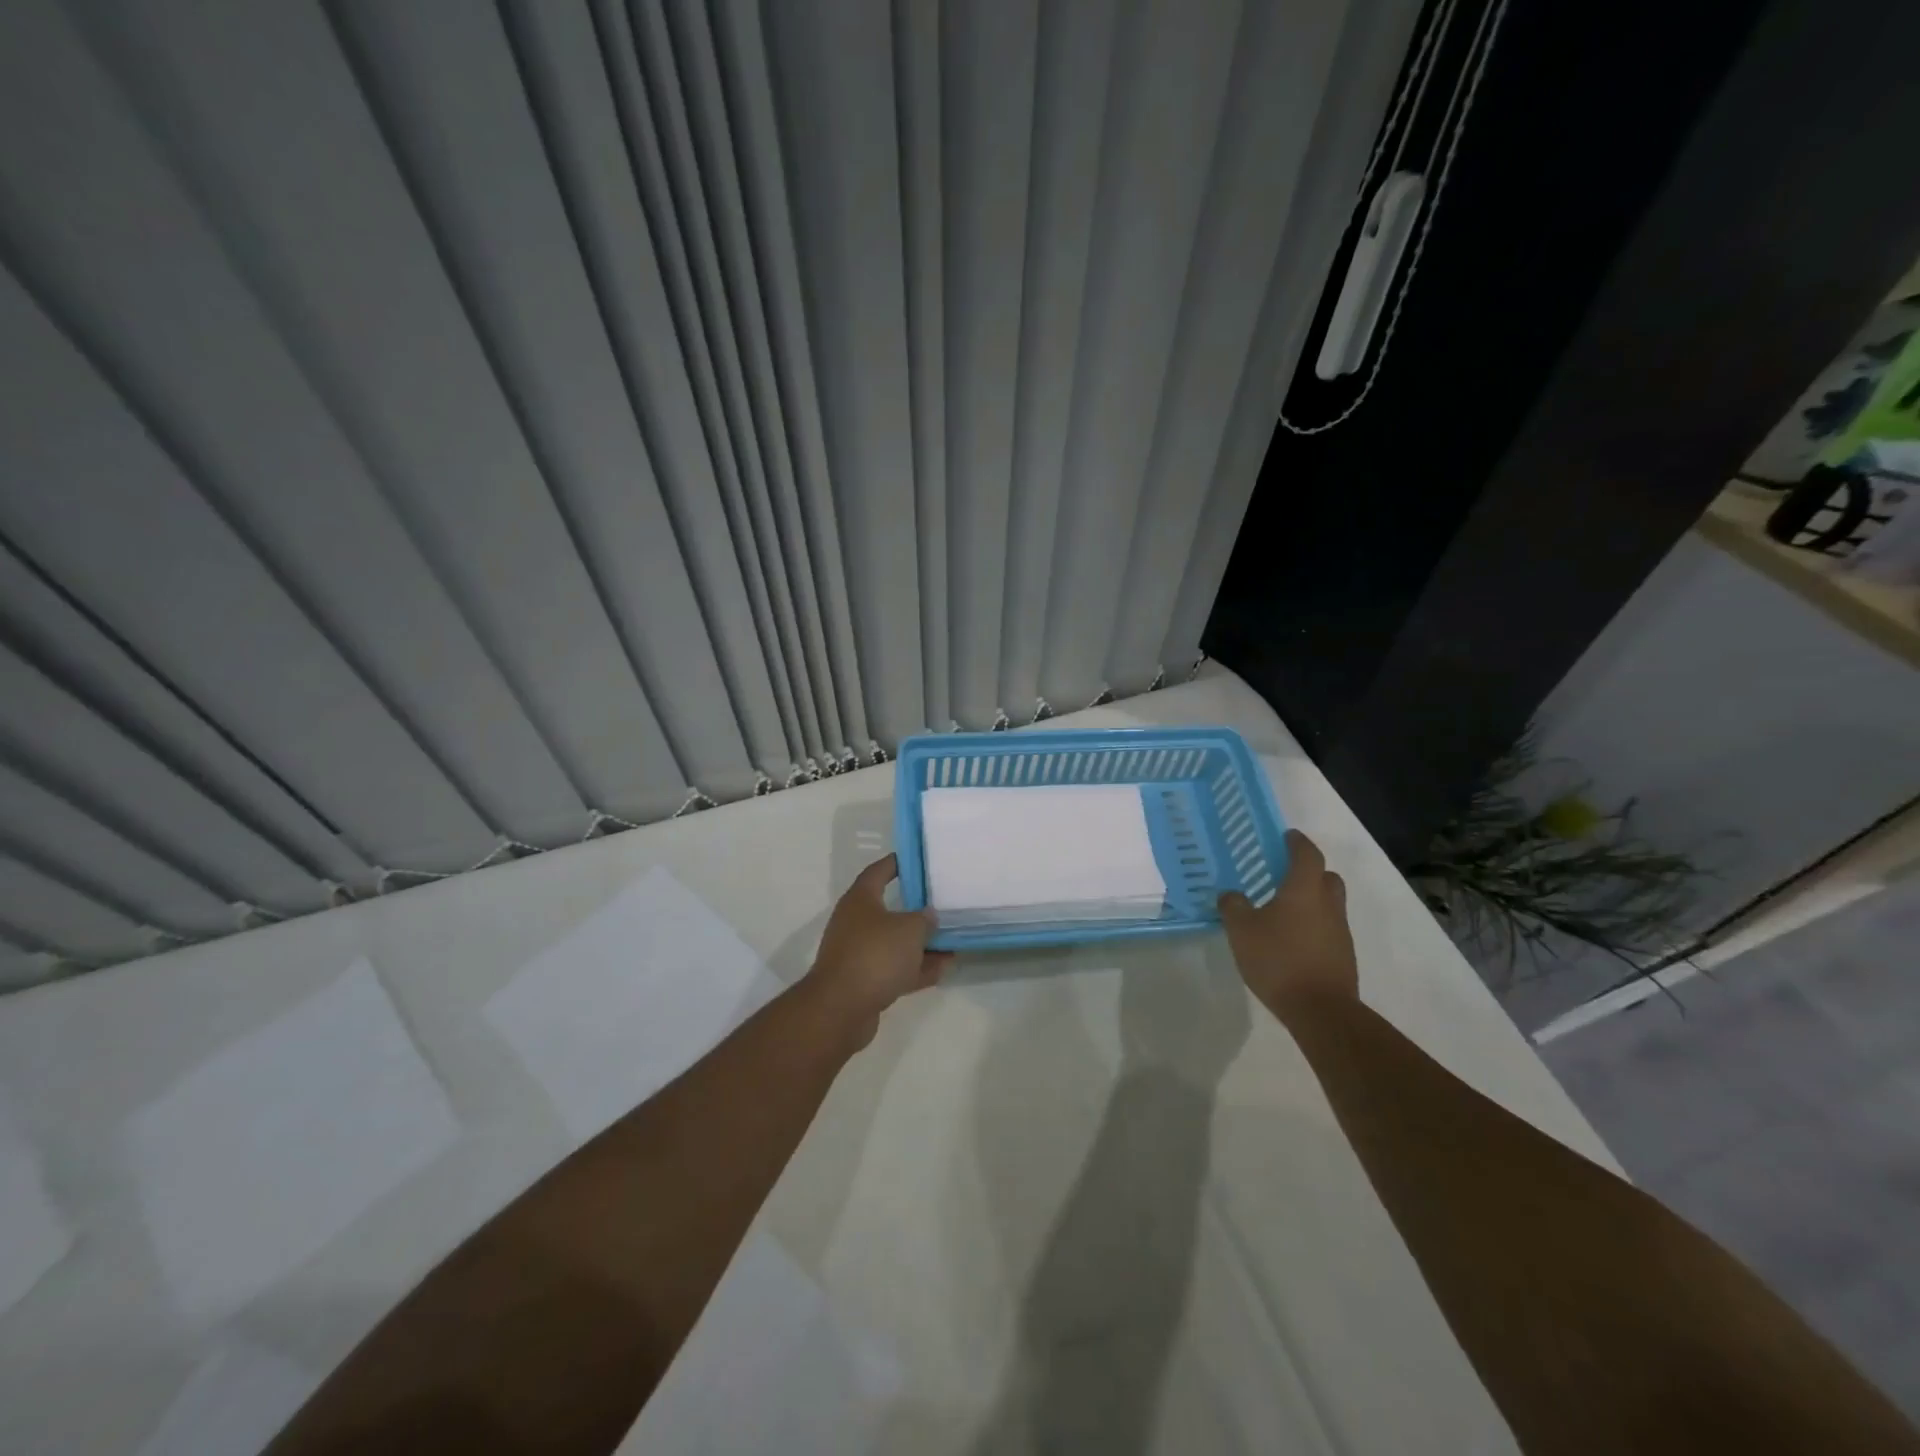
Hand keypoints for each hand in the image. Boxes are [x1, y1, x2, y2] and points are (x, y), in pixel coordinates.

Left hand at [804, 855, 952, 1047]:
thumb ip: (924, 919)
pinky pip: (896, 968)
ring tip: (952, 941)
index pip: (879, 871)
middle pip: (890, 910)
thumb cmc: (875, 954)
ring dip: (921, 944)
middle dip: (917, 909)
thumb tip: (928, 916)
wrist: (842, 1008)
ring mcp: (859, 953)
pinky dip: (917, 968)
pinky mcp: (865, 981)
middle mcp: (856, 923)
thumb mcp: (909, 929)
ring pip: (895, 943)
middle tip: (943, 904)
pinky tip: (944, 968)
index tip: (918, 860)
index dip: (897, 863)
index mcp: (860, 900)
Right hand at [1218, 830, 1356, 1014]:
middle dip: (1310, 871)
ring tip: (1284, 911)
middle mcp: (1328, 905)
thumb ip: (1233, 907)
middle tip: (1285, 874)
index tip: (1286, 836)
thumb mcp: (1242, 931)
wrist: (1321, 1010)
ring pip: (1330, 904)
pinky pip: (1328, 929)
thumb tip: (1231, 894)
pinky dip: (1314, 926)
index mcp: (1304, 890)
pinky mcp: (1343, 956)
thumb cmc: (1279, 960)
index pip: (1307, 854)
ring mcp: (1340, 931)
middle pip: (1327, 877)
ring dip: (1312, 901)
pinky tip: (1292, 940)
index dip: (1297, 842)